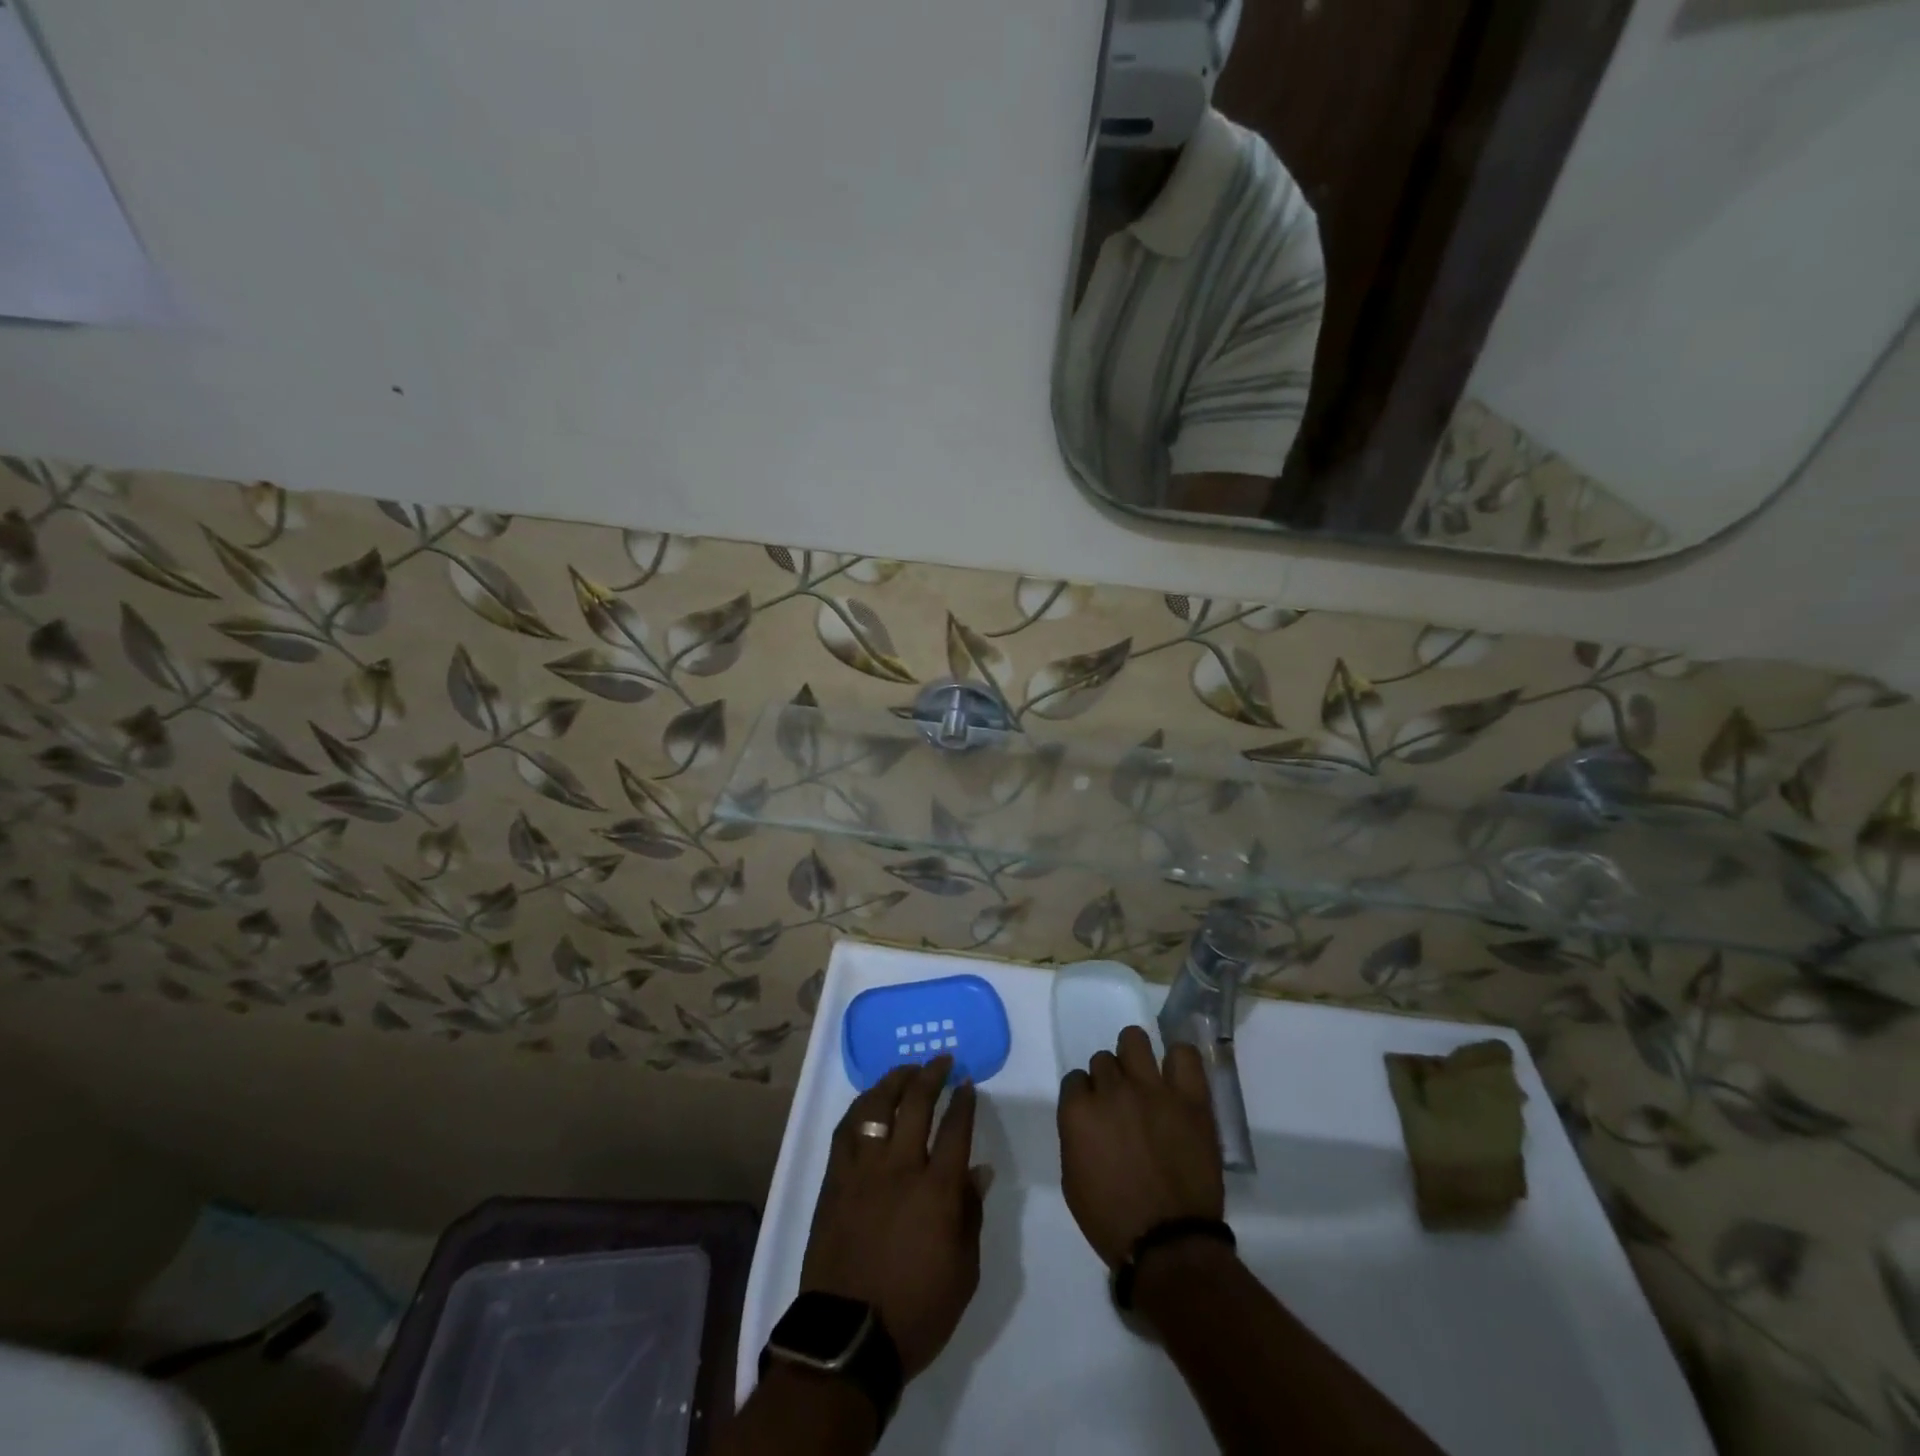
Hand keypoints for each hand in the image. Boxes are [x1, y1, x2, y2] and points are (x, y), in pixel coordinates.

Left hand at [802, 1057, 983, 1378]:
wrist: (848, 1338)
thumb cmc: (916, 1310)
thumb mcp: (963, 1272)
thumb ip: (970, 1214)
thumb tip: (978, 1170)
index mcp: (936, 1190)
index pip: (955, 1129)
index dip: (964, 1101)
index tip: (968, 1084)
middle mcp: (899, 1168)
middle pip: (916, 1104)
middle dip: (932, 1075)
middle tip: (942, 1061)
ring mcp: (862, 1170)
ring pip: (877, 1107)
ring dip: (894, 1082)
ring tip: (906, 1070)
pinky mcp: (835, 1180)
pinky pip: (846, 1130)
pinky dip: (860, 1108)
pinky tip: (868, 1102)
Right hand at [1057, 1026, 1222, 1267]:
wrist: (1170, 1244)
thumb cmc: (1112, 1220)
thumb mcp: (1073, 1180)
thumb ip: (1075, 1136)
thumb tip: (1087, 1119)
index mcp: (1079, 1112)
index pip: (1075, 1079)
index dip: (1084, 1096)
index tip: (1095, 1113)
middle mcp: (1112, 1090)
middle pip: (1103, 1060)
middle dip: (1109, 1080)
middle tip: (1122, 1104)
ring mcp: (1152, 1089)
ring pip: (1134, 1039)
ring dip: (1134, 1056)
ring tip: (1145, 1078)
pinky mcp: (1190, 1097)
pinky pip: (1184, 1054)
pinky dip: (1178, 1060)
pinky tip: (1176, 1076)